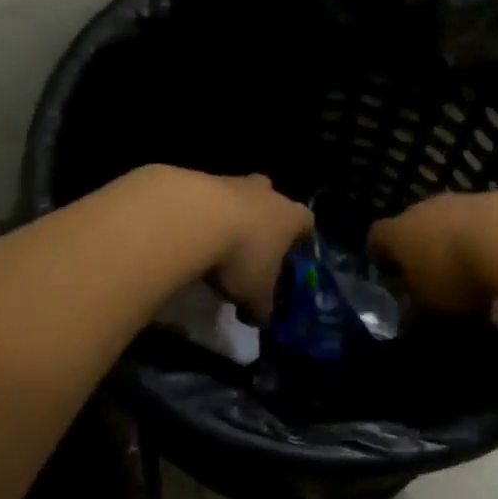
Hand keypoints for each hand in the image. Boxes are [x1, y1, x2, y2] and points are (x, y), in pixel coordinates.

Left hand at [207, 174, 313, 320]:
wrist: (193, 219)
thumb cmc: (241, 256)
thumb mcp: (255, 295)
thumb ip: (263, 308)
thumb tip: (262, 319)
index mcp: (291, 217)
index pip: (307, 222)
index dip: (300, 239)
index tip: (290, 256)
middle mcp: (267, 193)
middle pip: (273, 201)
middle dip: (265, 221)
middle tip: (252, 247)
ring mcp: (233, 181)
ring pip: (239, 196)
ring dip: (231, 215)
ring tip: (216, 245)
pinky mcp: (200, 179)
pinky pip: (207, 198)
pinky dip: (202, 214)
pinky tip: (190, 236)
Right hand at [370, 191, 497, 319]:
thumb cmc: (452, 274)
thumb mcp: (428, 307)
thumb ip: (415, 312)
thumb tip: (411, 315)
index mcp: (398, 232)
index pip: (377, 237)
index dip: (380, 256)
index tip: (390, 275)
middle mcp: (424, 210)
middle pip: (419, 233)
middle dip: (429, 262)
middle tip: (440, 292)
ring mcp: (461, 203)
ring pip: (455, 235)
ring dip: (465, 263)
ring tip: (486, 303)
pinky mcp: (495, 202)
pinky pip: (485, 235)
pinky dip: (492, 258)